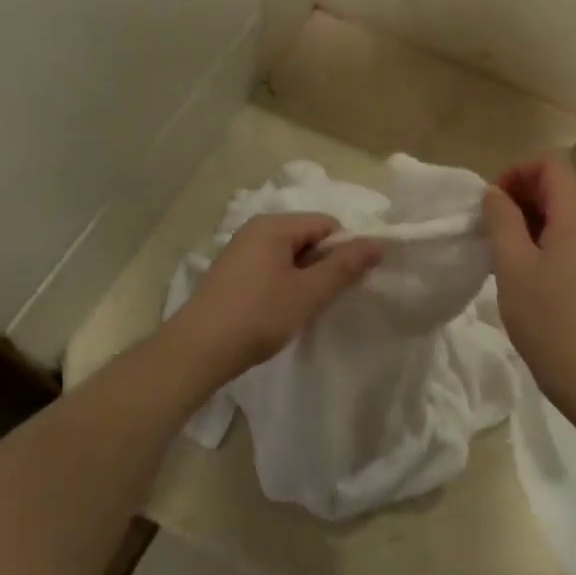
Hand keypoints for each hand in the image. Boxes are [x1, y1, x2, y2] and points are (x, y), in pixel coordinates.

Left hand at [168, 214, 379, 387]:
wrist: (198, 350)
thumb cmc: (258, 316)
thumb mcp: (308, 292)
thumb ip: (344, 266)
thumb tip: (377, 243)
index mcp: (273, 225)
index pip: (327, 224)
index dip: (344, 250)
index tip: (349, 283)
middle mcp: (255, 230)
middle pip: (307, 237)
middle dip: (324, 264)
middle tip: (329, 298)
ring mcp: (240, 252)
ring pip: (289, 256)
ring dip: (305, 278)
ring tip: (305, 308)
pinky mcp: (232, 274)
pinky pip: (271, 269)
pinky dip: (284, 285)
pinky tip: (282, 311)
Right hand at [482, 156, 575, 410]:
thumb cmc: (546, 316)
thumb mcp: (513, 264)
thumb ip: (501, 220)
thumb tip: (494, 193)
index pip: (551, 164)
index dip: (518, 172)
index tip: (492, 202)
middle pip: (557, 185)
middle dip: (519, 194)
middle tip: (489, 225)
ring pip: (559, 212)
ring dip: (526, 218)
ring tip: (499, 246)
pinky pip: (565, 236)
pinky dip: (539, 238)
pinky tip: (518, 266)